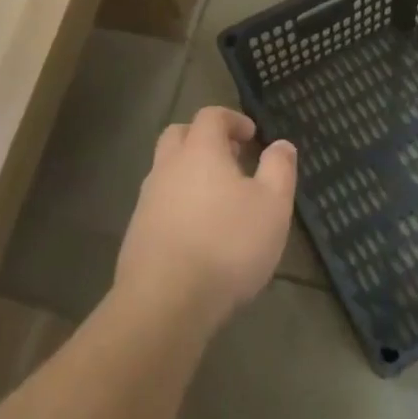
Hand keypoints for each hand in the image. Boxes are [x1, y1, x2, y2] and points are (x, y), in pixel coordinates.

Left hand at [115, 107, 296, 334]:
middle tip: (230, 157)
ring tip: (217, 198)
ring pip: (165, 170)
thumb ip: (279, 169)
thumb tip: (281, 145)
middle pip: (178, 135)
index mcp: (200, 151)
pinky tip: (197, 231)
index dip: (231, 119)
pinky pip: (159, 203)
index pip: (210, 116)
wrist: (164, 302)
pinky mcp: (136, 232)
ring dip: (188, 172)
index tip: (250, 134)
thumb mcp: (272, 206)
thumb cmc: (227, 245)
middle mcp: (167, 167)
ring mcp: (147, 200)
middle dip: (203, 138)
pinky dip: (177, 203)